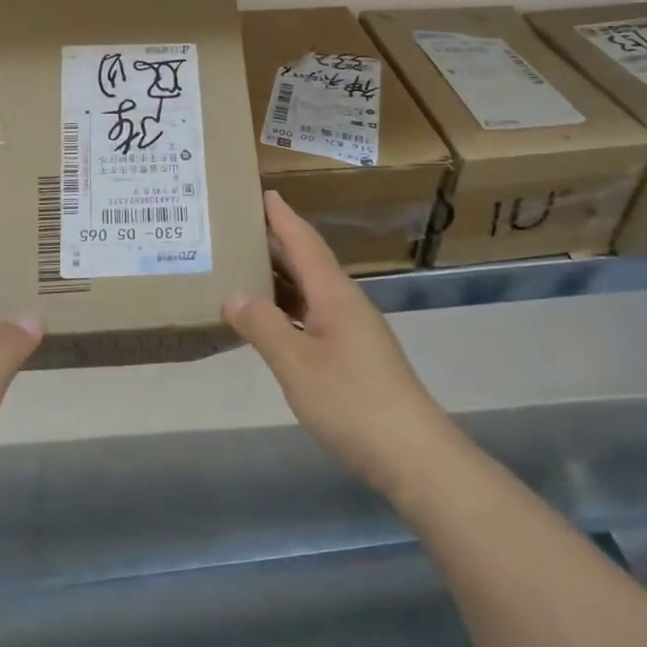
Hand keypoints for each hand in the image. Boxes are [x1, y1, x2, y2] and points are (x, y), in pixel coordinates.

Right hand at [225, 192, 462, 504]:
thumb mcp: (296, 363)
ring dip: (281, 277)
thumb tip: (234, 295)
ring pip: (311, 291)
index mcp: (334, 294)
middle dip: (277, 242)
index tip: (263, 191)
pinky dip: (289, 309)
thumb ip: (263, 326)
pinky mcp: (356, 356)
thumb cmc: (351, 401)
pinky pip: (314, 316)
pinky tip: (271, 322)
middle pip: (308, 262)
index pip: (304, 242)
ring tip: (245, 268)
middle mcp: (346, 303)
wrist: (413, 454)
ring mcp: (354, 330)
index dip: (283, 217)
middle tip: (240, 228)